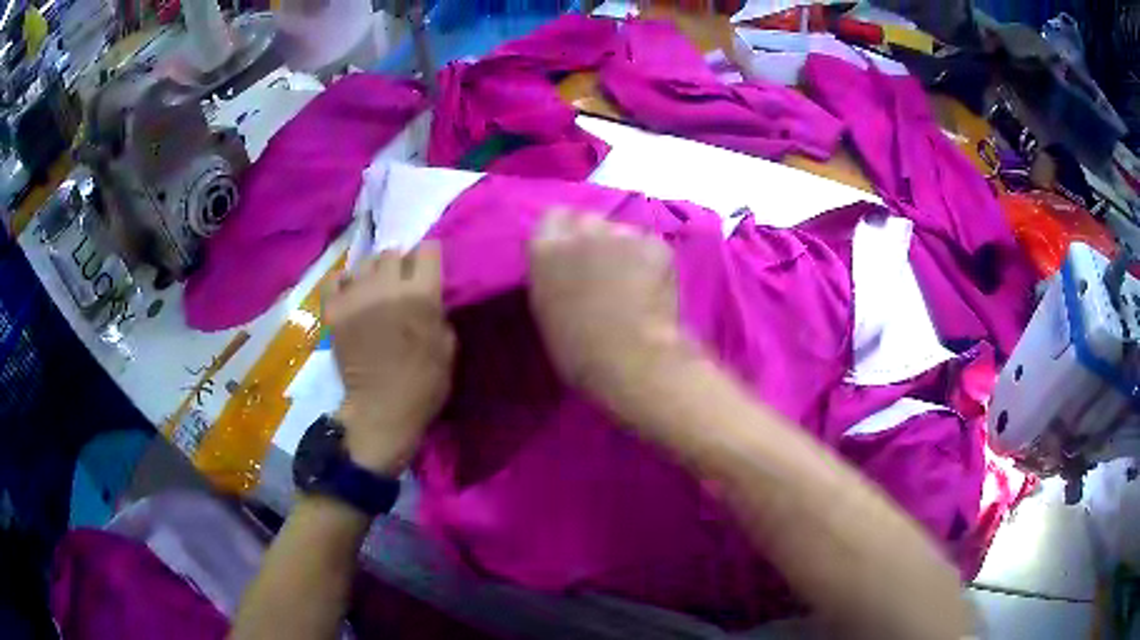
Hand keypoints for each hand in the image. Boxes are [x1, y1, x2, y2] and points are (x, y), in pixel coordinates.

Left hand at [324, 242, 455, 474]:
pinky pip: (335, 280)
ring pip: (364, 262)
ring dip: (373, 272)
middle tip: (400, 282)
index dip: (429, 257)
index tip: (428, 268)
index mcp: (421, 294)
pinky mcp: (334, 310)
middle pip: (393, 252)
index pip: (427, 249)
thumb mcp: (447, 347)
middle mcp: (387, 285)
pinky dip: (344, 283)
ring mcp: (356, 296)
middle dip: (400, 263)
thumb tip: (429, 296)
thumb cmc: (423, 384)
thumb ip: (438, 312)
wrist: (381, 409)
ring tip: (373, 289)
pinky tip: (351, 294)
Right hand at [528, 209, 686, 413]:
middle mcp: (581, 230)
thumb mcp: (547, 310)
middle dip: (594, 238)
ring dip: (624, 249)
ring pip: (622, 232)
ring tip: (633, 282)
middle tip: (604, 268)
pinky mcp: (655, 244)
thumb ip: (552, 276)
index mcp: (546, 250)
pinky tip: (654, 287)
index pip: (552, 218)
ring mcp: (622, 233)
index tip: (571, 254)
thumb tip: (563, 268)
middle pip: (587, 220)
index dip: (564, 234)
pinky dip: (652, 261)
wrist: (633, 361)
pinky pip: (650, 246)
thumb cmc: (580, 352)